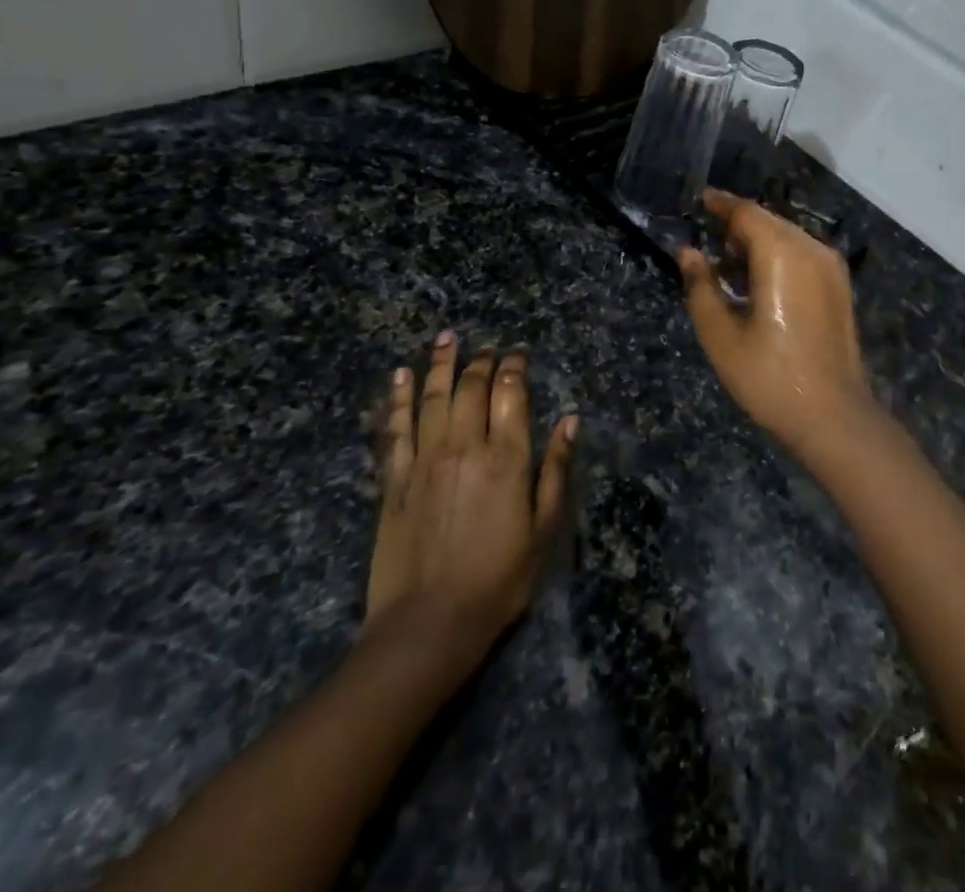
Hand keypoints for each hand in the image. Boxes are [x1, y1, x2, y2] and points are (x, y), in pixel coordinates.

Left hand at [365, 332, 577, 651]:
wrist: (428, 625)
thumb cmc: (498, 581)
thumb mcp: (543, 531)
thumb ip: (555, 470)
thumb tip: (570, 420)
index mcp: (506, 459)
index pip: (511, 394)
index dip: (515, 368)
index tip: (518, 355)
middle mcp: (465, 447)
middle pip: (472, 388)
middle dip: (482, 361)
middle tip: (487, 348)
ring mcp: (424, 460)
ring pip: (433, 397)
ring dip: (441, 364)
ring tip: (446, 338)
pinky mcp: (394, 479)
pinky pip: (396, 428)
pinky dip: (398, 398)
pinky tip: (400, 376)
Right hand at [678, 190, 875, 455]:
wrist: (834, 416)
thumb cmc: (770, 377)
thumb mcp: (721, 335)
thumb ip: (701, 286)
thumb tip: (688, 252)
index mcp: (782, 254)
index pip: (747, 213)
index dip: (720, 204)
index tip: (699, 201)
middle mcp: (811, 249)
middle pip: (769, 221)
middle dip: (737, 224)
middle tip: (707, 238)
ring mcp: (831, 268)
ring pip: (787, 237)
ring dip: (757, 242)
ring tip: (727, 264)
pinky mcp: (839, 287)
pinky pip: (802, 256)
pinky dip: (777, 257)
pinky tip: (757, 282)